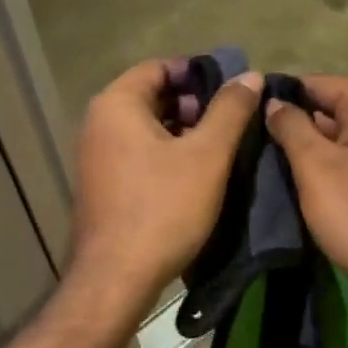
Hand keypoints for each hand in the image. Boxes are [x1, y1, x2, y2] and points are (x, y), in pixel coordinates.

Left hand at [68, 58, 262, 310]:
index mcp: (117, 105)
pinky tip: (197, 173)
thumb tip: (250, 76)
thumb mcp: (207, 155)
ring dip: (184, 130)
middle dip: (194, 104)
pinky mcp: (103, 184)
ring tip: (221, 147)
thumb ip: (230, 110)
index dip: (198, 73)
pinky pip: (139, 152)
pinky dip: (168, 152)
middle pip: (153, 96)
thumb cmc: (163, 208)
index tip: (232, 89)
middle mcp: (99, 123)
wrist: (116, 279)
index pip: (160, 67)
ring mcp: (97, 156)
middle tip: (231, 121)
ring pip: (148, 126)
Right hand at [264, 75, 347, 310]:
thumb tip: (274, 102)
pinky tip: (307, 179)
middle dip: (297, 122)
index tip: (249, 116)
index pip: (317, 83)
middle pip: (332, 105)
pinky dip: (334, 161)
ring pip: (343, 131)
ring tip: (274, 161)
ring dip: (313, 145)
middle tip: (257, 142)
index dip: (282, 97)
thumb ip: (291, 127)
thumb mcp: (315, 168)